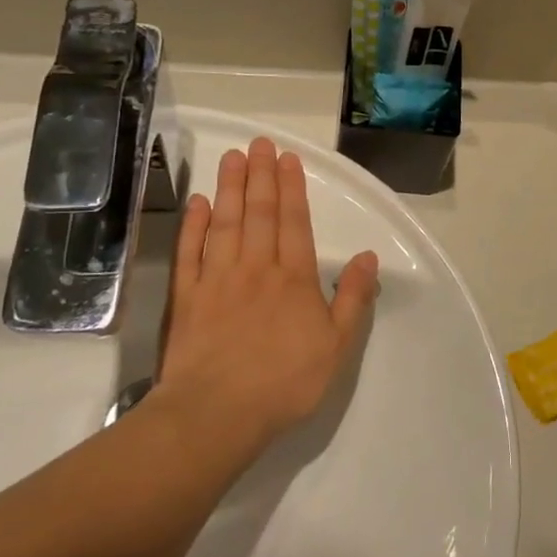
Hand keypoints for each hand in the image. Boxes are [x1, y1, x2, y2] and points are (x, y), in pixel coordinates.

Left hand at [156, 137, 380, 452]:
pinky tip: (197, 203)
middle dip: (261, 175)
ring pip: (225, 223)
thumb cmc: (285, 381)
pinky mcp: (187, 298)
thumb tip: (369, 257)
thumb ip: (353, 298)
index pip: (294, 222)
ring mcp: (217, 280)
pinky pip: (190, 252)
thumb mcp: (337, 345)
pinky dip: (194, 225)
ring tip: (232, 158)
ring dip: (230, 188)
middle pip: (259, 213)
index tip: (287, 157)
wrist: (216, 414)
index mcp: (294, 278)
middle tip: (259, 142)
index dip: (292, 187)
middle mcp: (256, 268)